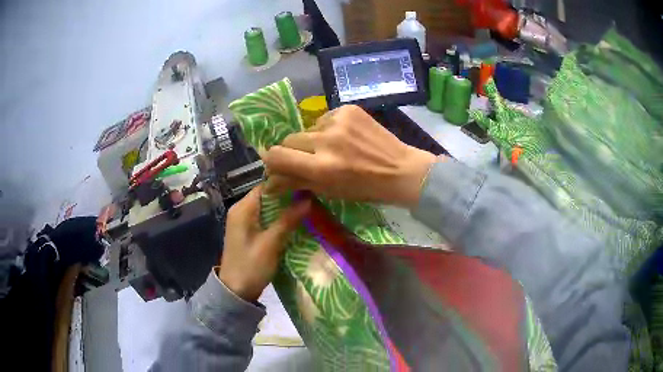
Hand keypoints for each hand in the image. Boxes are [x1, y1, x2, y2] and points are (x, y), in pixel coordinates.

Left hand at [218, 185, 309, 301]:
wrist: (236, 291)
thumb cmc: (251, 266)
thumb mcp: (270, 243)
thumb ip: (287, 220)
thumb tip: (308, 199)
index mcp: (242, 209)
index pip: (265, 185)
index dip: (286, 183)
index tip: (307, 184)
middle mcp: (241, 210)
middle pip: (267, 195)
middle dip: (288, 195)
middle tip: (311, 195)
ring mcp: (244, 222)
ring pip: (267, 207)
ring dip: (285, 207)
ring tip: (308, 206)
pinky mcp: (248, 232)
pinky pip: (265, 218)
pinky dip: (279, 218)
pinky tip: (295, 220)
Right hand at [263, 105, 437, 207]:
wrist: (400, 169)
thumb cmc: (365, 188)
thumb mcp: (328, 191)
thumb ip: (296, 182)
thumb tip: (269, 181)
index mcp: (321, 168)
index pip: (277, 156)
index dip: (273, 161)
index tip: (278, 164)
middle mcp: (327, 141)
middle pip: (289, 139)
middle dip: (293, 151)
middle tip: (308, 159)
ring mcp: (338, 121)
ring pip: (307, 129)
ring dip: (313, 140)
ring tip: (332, 148)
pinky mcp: (348, 109)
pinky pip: (324, 118)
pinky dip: (328, 129)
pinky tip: (344, 138)